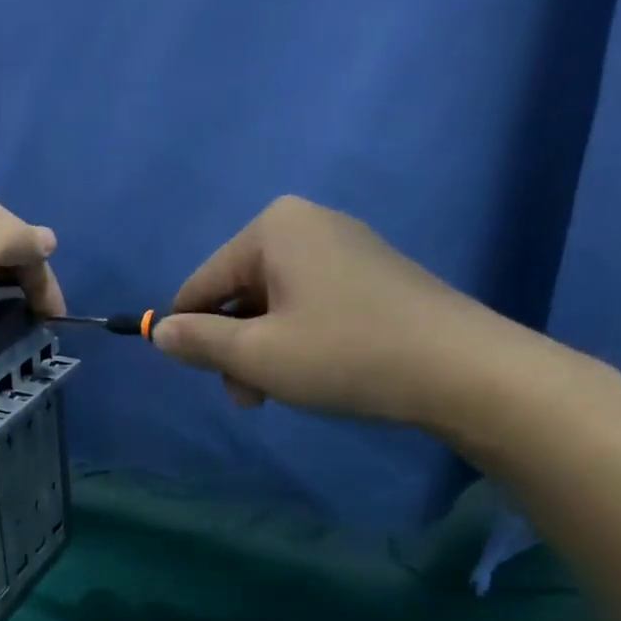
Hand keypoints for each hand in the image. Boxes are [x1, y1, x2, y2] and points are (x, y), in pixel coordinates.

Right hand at [151, 196, 532, 428]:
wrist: (463, 370)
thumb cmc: (345, 354)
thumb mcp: (256, 355)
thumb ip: (197, 341)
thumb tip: (158, 332)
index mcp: (272, 228)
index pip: (200, 285)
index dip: (191, 335)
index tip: (207, 378)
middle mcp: (305, 224)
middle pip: (236, 293)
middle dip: (234, 347)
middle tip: (251, 396)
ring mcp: (342, 246)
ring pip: (271, 304)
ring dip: (262, 350)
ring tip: (279, 391)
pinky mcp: (369, 273)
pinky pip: (307, 303)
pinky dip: (297, 339)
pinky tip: (315, 371)